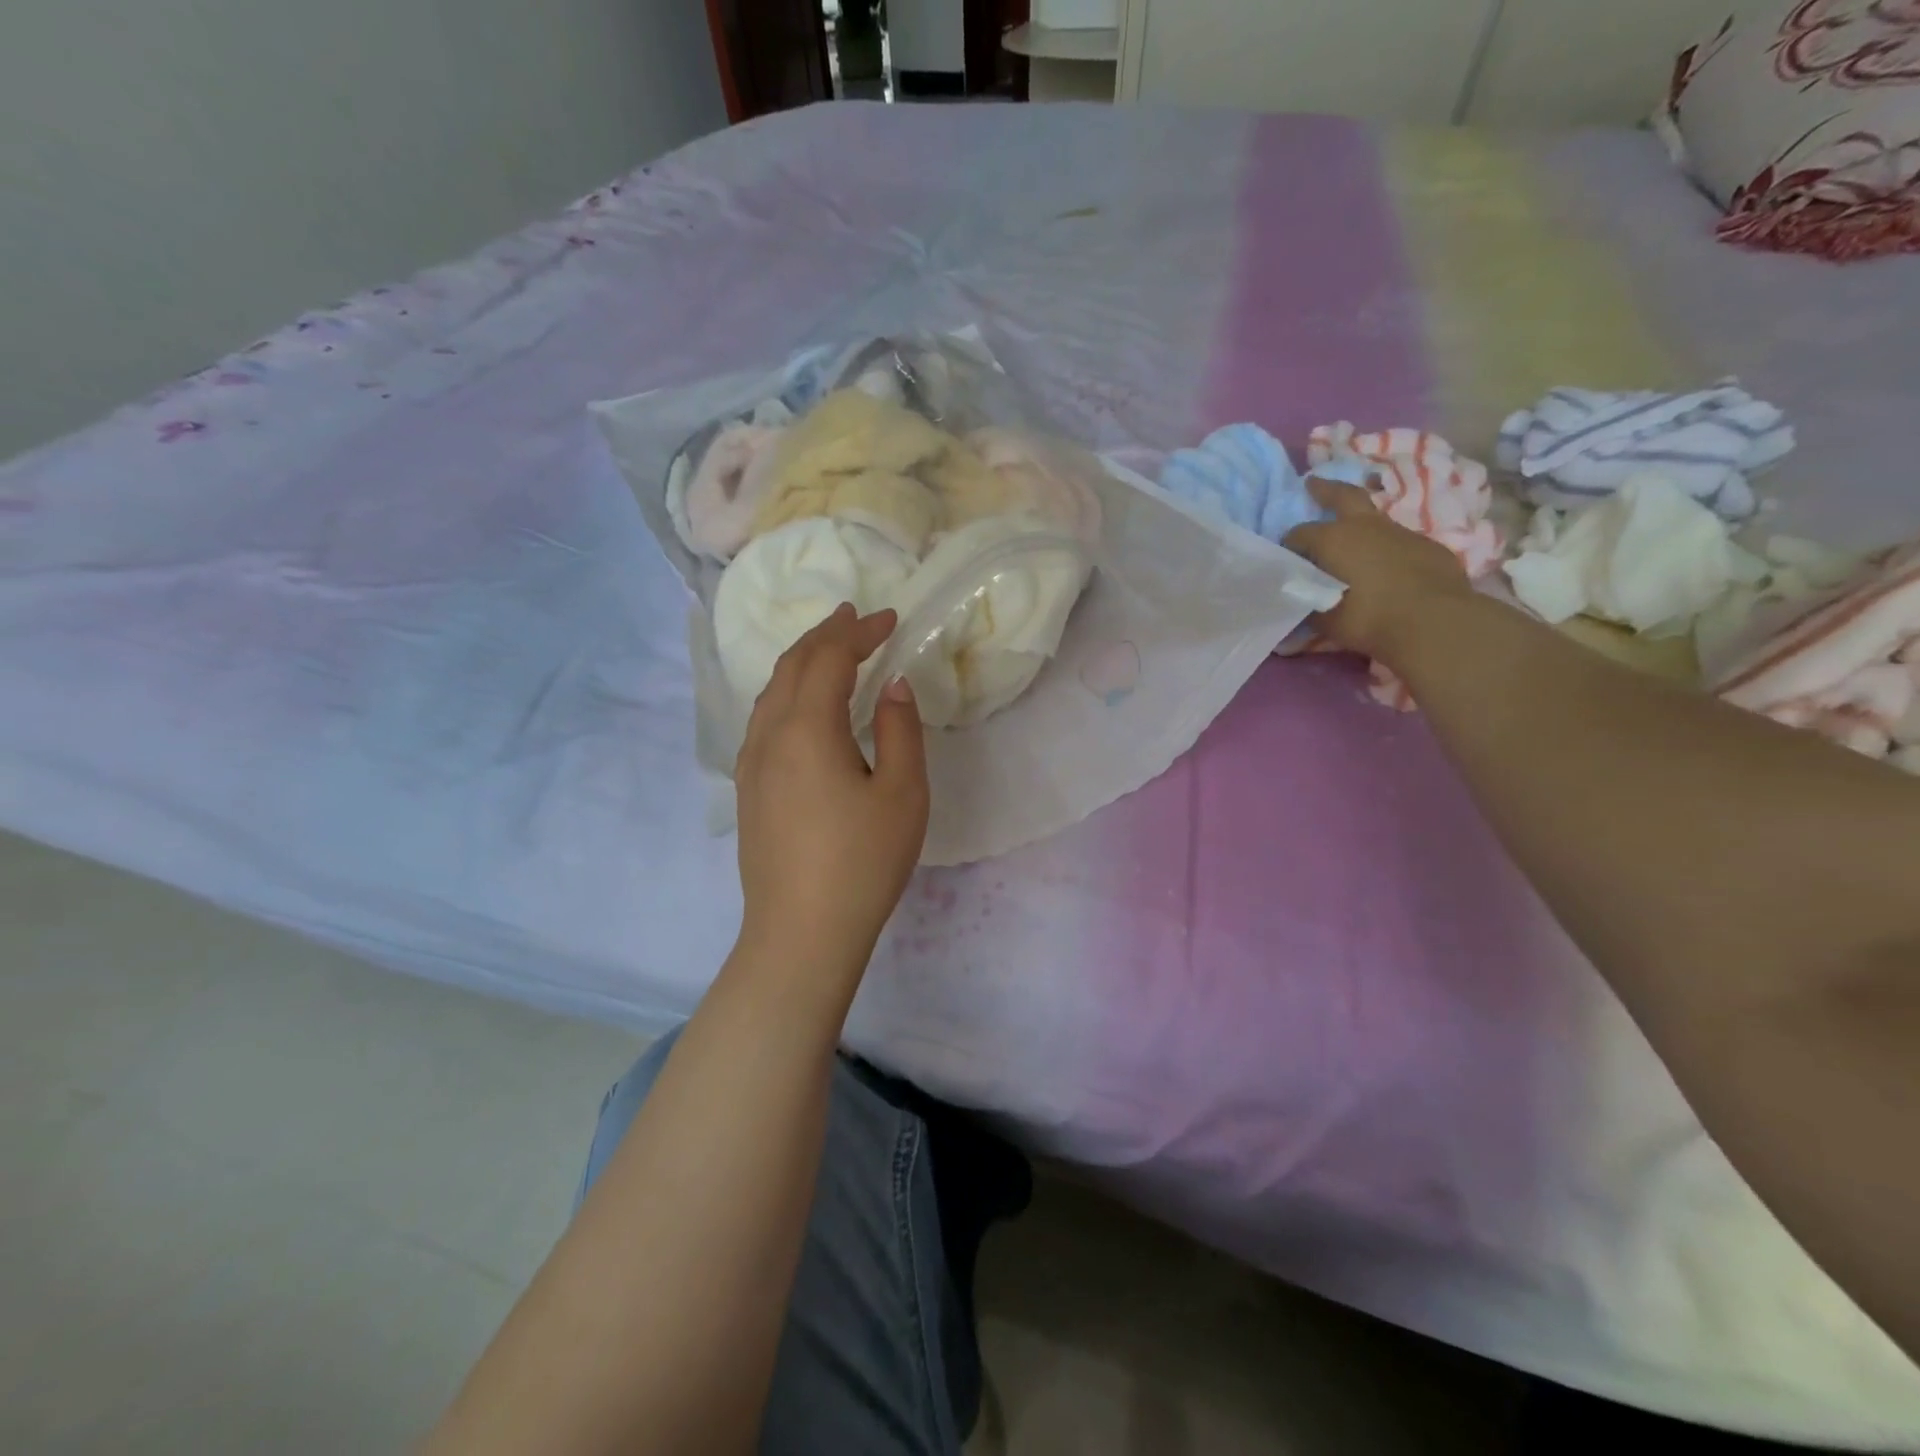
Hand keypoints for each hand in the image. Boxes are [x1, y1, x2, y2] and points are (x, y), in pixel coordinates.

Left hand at [733, 604, 929, 980]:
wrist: (801, 932)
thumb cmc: (862, 862)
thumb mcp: (902, 793)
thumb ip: (900, 729)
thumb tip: (892, 685)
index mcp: (805, 729)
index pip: (829, 659)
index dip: (858, 632)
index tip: (889, 619)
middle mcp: (768, 736)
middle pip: (792, 666)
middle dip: (825, 636)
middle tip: (854, 617)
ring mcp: (751, 764)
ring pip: (771, 691)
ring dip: (802, 662)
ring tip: (830, 650)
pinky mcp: (748, 789)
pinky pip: (763, 719)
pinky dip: (787, 692)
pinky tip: (803, 706)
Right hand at [1285, 477, 1473, 666]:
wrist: (1433, 622)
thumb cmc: (1367, 618)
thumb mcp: (1324, 618)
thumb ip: (1309, 603)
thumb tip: (1301, 598)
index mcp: (1333, 539)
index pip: (1299, 534)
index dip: (1290, 546)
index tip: (1286, 559)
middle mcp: (1366, 527)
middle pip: (1344, 496)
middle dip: (1325, 490)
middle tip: (1313, 483)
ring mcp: (1402, 533)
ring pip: (1376, 521)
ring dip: (1362, 528)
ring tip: (1354, 545)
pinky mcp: (1429, 547)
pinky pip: (1401, 543)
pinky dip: (1389, 551)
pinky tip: (1389, 571)